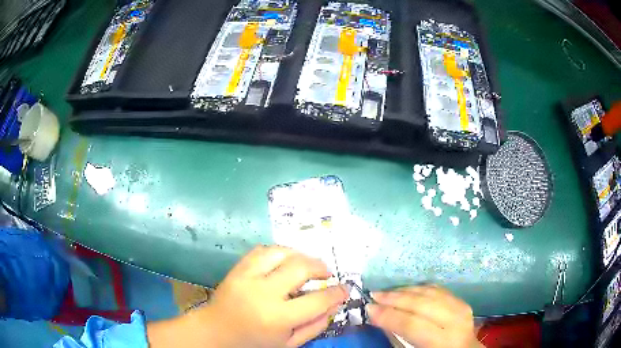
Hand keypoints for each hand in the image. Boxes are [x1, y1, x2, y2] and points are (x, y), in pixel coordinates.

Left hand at [148, 246, 348, 347]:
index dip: (337, 292)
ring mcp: (247, 277)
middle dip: (320, 267)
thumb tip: (335, 306)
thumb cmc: (254, 343)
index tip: (345, 289)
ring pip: (281, 251)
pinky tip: (284, 261)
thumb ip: (314, 327)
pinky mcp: (237, 269)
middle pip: (301, 267)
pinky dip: (278, 251)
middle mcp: (263, 293)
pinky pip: (262, 250)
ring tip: (307, 265)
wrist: (215, 332)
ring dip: (300, 255)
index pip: (318, 300)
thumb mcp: (288, 344)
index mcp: (278, 318)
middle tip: (326, 274)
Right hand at [367, 285, 481, 347]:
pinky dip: (420, 288)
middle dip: (395, 298)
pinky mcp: (462, 302)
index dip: (389, 315)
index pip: (412, 324)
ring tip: (386, 292)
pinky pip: (439, 290)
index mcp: (443, 340)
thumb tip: (379, 318)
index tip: (368, 308)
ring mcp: (461, 308)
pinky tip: (407, 290)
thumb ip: (399, 337)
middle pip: (422, 303)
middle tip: (373, 295)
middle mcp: (455, 321)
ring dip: (405, 290)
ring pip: (430, 292)